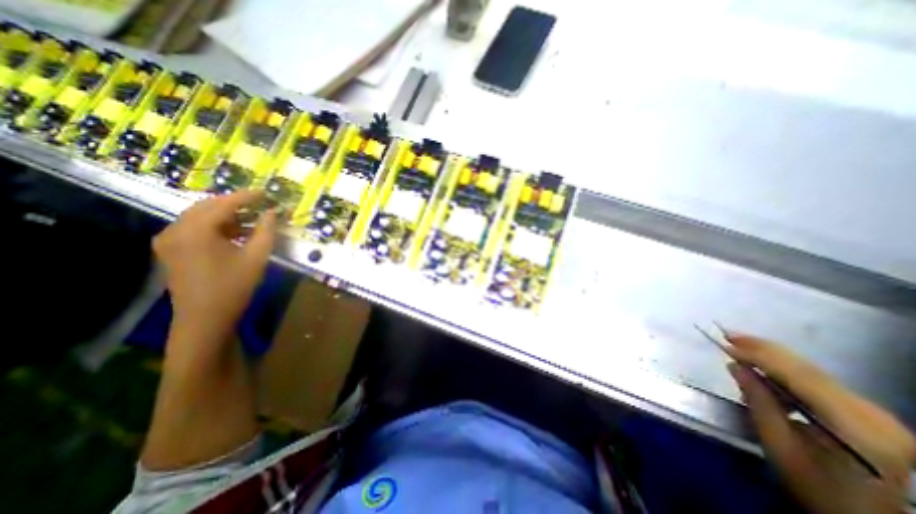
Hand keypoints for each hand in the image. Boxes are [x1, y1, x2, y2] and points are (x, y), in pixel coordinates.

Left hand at [152, 190, 275, 340]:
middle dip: (235, 204)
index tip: (266, 192)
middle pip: (208, 207)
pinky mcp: (170, 250)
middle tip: (260, 206)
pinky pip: (194, 228)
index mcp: (196, 230)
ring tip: (251, 221)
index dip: (247, 196)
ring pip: (200, 217)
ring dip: (226, 216)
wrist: (205, 318)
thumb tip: (272, 212)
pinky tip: (233, 234)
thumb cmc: (234, 286)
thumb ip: (266, 230)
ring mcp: (168, 240)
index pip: (224, 204)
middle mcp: (175, 229)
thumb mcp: (257, 256)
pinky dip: (215, 226)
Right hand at [727, 333, 911, 512]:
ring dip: (773, 358)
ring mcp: (876, 414)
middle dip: (765, 349)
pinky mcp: (868, 414)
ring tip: (739, 348)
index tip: (726, 343)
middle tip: (729, 334)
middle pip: (810, 370)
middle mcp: (873, 415)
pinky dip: (786, 371)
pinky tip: (764, 370)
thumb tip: (736, 366)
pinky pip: (818, 382)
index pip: (799, 377)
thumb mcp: (778, 445)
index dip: (760, 356)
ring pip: (813, 372)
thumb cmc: (816, 489)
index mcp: (856, 428)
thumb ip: (758, 401)